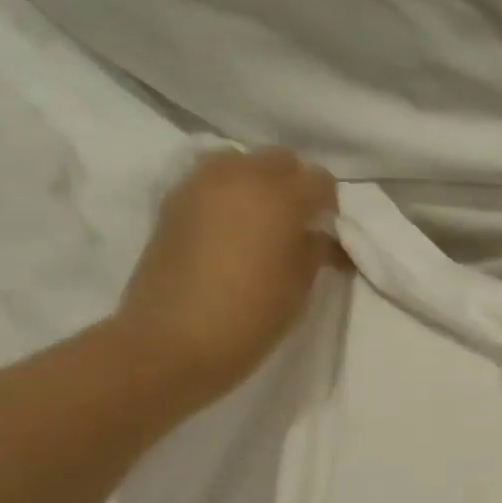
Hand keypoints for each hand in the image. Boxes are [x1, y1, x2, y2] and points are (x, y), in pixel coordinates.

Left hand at [116, 147, 339, 397]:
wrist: (172, 341)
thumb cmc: (249, 319)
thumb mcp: (298, 289)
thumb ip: (314, 251)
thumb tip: (321, 236)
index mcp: (279, 197)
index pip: (319, 180)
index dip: (329, 205)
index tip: (329, 231)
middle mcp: (240, 176)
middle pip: (279, 160)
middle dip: (294, 185)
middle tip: (298, 224)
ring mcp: (201, 184)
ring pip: (241, 162)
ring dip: (257, 183)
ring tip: (260, 222)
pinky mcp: (174, 200)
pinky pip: (211, 180)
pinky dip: (228, 194)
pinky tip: (230, 228)